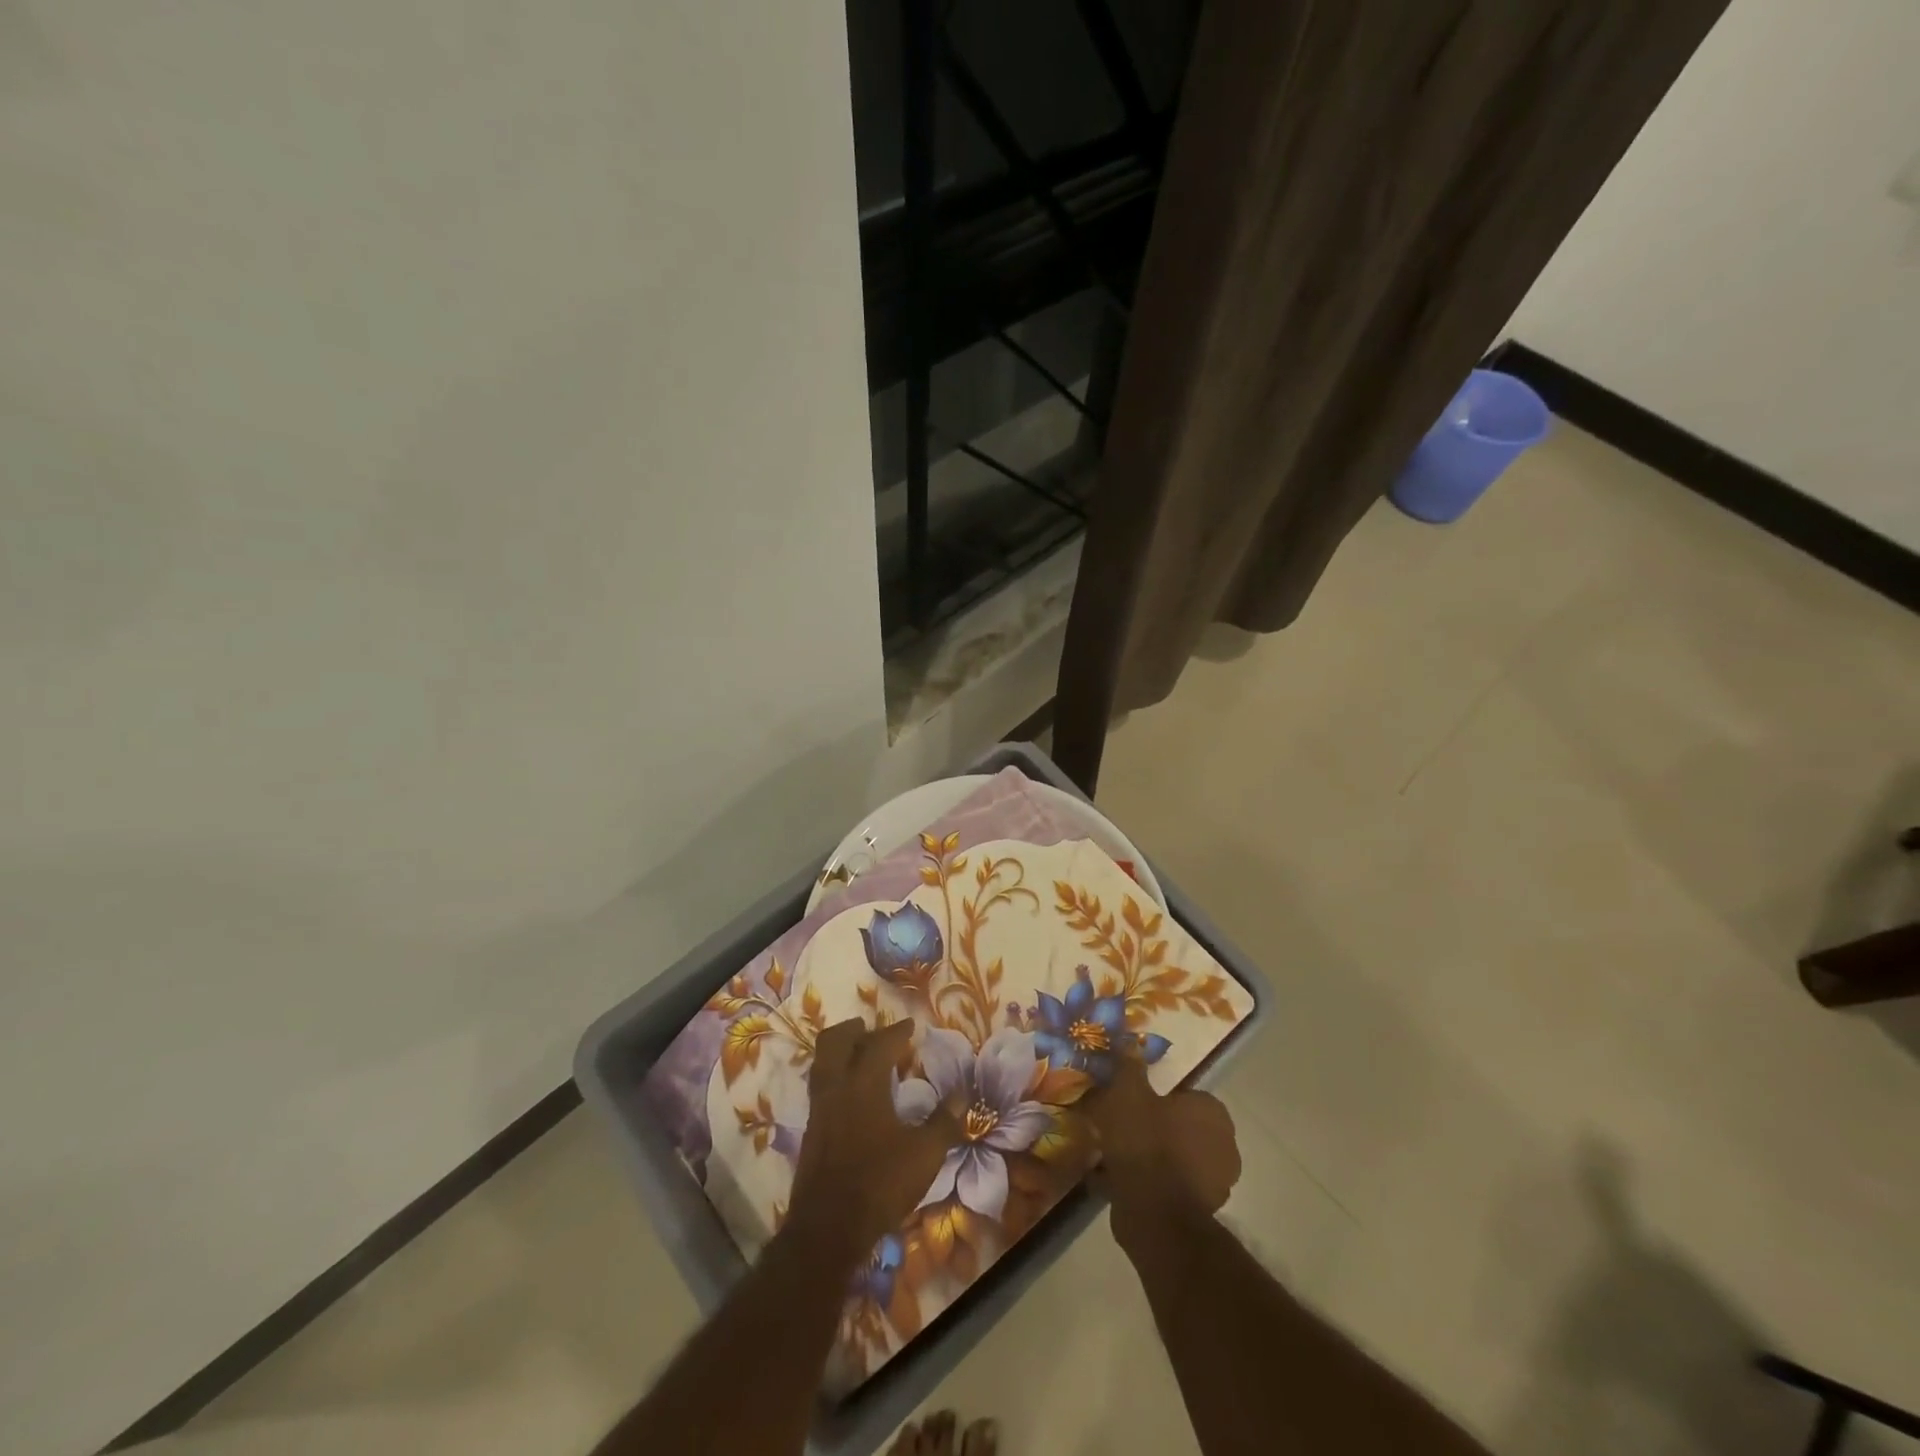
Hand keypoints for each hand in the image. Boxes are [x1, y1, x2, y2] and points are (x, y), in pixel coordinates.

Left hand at [787, 1018, 956, 1256]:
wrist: (828, 1229)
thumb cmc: (880, 1183)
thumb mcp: (924, 1154)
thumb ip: (944, 1121)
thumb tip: (962, 1094)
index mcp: (864, 1083)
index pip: (880, 1043)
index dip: (897, 1031)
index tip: (911, 1025)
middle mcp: (836, 1087)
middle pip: (836, 1041)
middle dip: (855, 1030)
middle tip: (874, 1031)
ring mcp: (819, 1108)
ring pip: (822, 1062)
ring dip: (841, 1050)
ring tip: (860, 1055)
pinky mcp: (811, 1131)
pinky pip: (820, 1086)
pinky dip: (835, 1076)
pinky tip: (851, 1094)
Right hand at [1085, 1053, 1239, 1249]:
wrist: (1154, 1215)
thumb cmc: (1146, 1142)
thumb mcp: (1128, 1092)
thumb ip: (1130, 1066)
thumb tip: (1130, 1042)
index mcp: (1213, 1113)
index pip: (1186, 1094)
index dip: (1156, 1096)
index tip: (1131, 1101)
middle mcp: (1224, 1146)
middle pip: (1181, 1126)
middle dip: (1154, 1126)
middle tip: (1120, 1125)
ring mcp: (1215, 1183)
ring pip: (1174, 1157)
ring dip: (1150, 1155)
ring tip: (1113, 1154)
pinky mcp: (1198, 1212)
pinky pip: (1167, 1186)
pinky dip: (1147, 1182)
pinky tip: (1116, 1180)